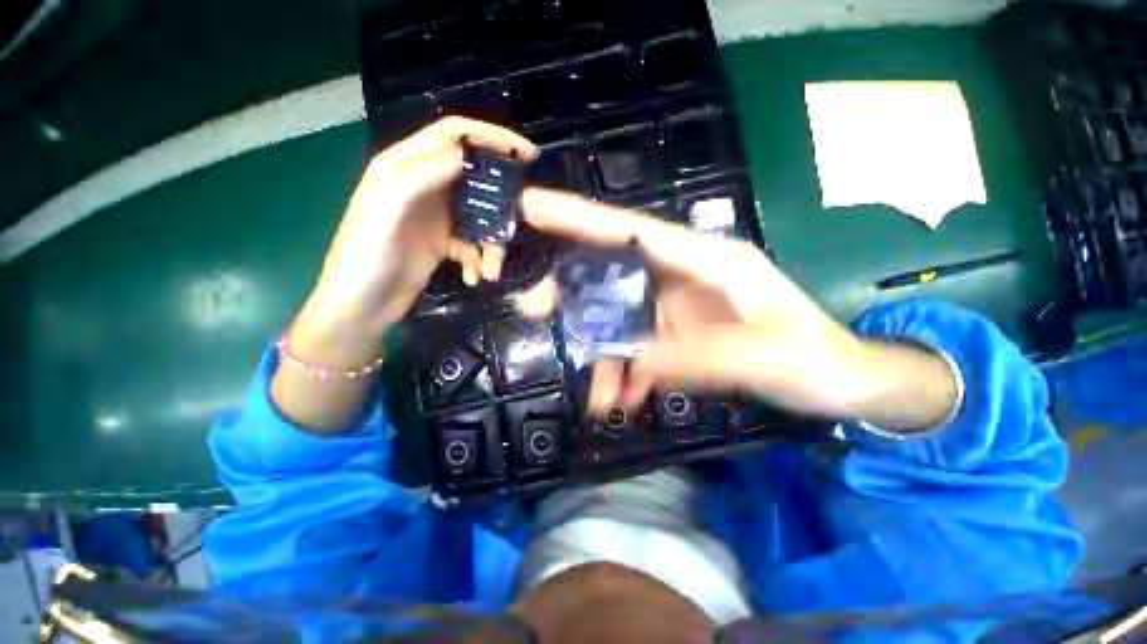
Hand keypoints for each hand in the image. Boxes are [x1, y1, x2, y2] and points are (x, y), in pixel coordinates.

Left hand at [301, 117, 537, 337]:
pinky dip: (478, 259)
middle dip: (500, 199)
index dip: (491, 137)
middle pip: (474, 178)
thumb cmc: (365, 257)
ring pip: (479, 216)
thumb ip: (420, 176)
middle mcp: (423, 186)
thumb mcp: (386, 210)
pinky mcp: (443, 243)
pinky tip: (472, 276)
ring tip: (490, 268)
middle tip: (522, 214)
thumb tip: (465, 153)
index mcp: (404, 166)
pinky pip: (473, 243)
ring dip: (490, 242)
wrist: (361, 307)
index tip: (527, 153)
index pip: (454, 135)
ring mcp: (435, 216)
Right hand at [519, 188, 958, 429]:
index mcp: (707, 261)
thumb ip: (701, 356)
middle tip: (533, 311)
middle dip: (571, 292)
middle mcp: (683, 276)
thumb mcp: (767, 356)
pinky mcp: (677, 335)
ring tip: (599, 397)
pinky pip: (636, 346)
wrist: (843, 384)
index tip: (533, 206)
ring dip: (600, 354)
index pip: (633, 230)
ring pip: (618, 317)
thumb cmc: (817, 360)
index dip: (581, 217)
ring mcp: (676, 307)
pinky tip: (625, 399)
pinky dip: (625, 372)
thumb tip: (635, 364)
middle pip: (612, 271)